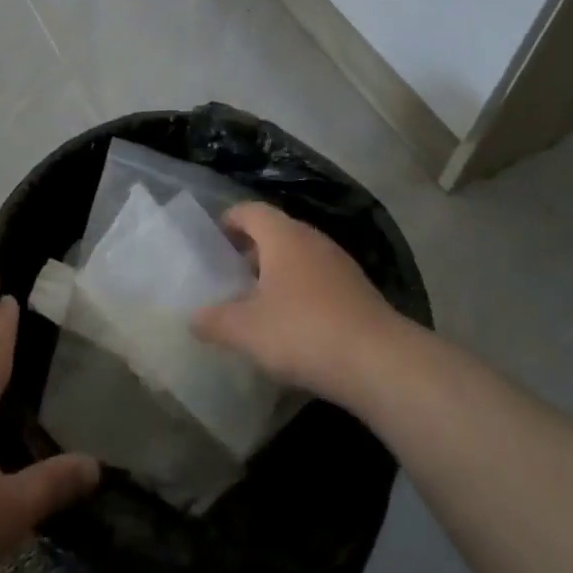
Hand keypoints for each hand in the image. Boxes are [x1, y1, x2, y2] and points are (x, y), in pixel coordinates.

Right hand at [191, 203, 404, 407]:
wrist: (379, 361)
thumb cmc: (302, 331)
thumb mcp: (246, 330)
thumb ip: (215, 321)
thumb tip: (193, 318)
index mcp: (282, 236)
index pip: (250, 210)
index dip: (229, 220)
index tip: (213, 241)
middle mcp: (312, 239)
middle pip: (275, 232)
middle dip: (251, 250)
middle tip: (230, 276)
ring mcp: (339, 263)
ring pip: (299, 256)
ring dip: (277, 272)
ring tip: (258, 302)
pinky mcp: (358, 290)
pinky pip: (319, 279)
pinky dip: (300, 291)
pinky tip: (293, 324)